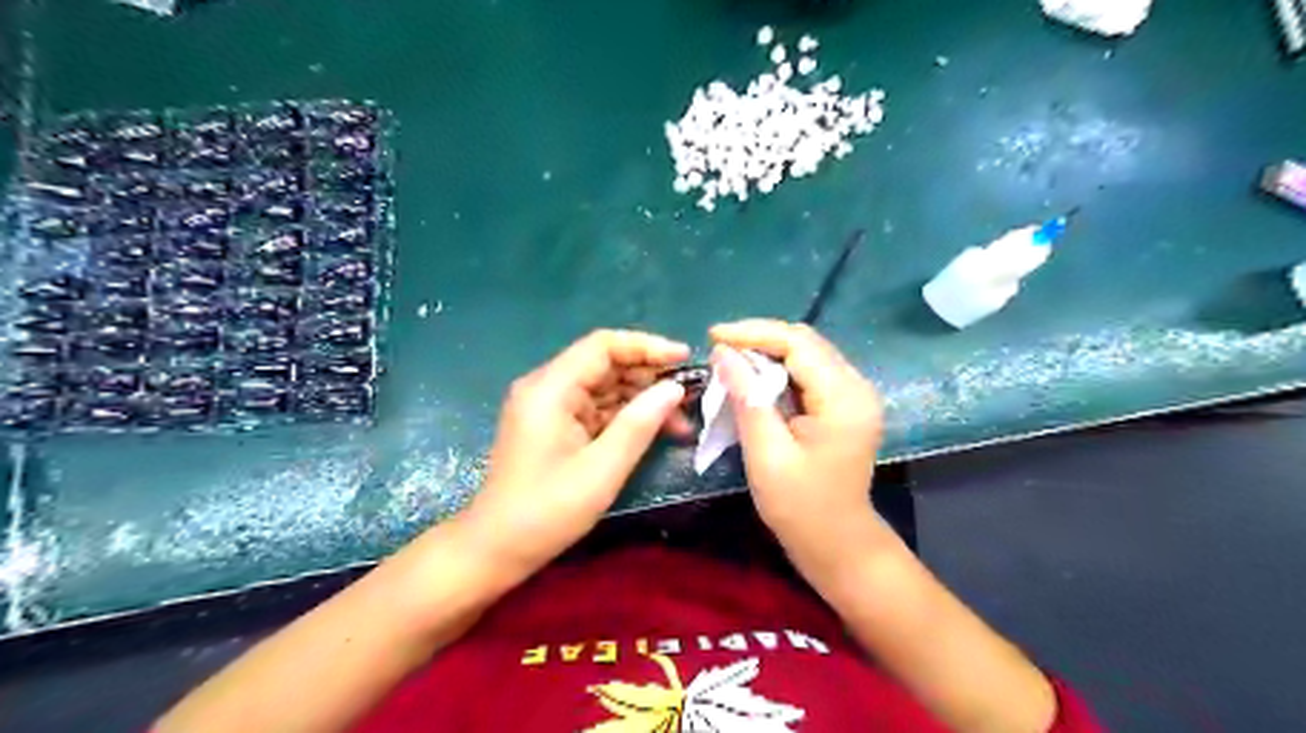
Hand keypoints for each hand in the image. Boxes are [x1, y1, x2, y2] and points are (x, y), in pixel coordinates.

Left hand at [468, 329, 691, 575]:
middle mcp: (546, 387)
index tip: (684, 358)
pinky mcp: (553, 425)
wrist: (495, 549)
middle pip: (604, 364)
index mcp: (550, 389)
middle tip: (690, 395)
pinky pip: (595, 408)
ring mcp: (548, 406)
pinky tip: (655, 430)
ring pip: (604, 387)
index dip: (646, 347)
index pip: (602, 346)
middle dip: (649, 376)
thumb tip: (674, 388)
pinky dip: (625, 417)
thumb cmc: (546, 512)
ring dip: (641, 399)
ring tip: (681, 420)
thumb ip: (639, 424)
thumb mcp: (601, 469)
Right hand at [714, 323, 886, 568]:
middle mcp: (856, 387)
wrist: (837, 544)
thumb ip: (747, 398)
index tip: (713, 336)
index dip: (753, 333)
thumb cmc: (801, 507)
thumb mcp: (767, 454)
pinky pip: (808, 373)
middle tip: (718, 348)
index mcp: (844, 398)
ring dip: (767, 353)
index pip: (798, 343)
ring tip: (729, 360)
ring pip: (806, 354)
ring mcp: (853, 395)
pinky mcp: (843, 406)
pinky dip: (777, 370)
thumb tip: (722, 352)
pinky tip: (752, 377)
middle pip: (805, 342)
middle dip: (758, 339)